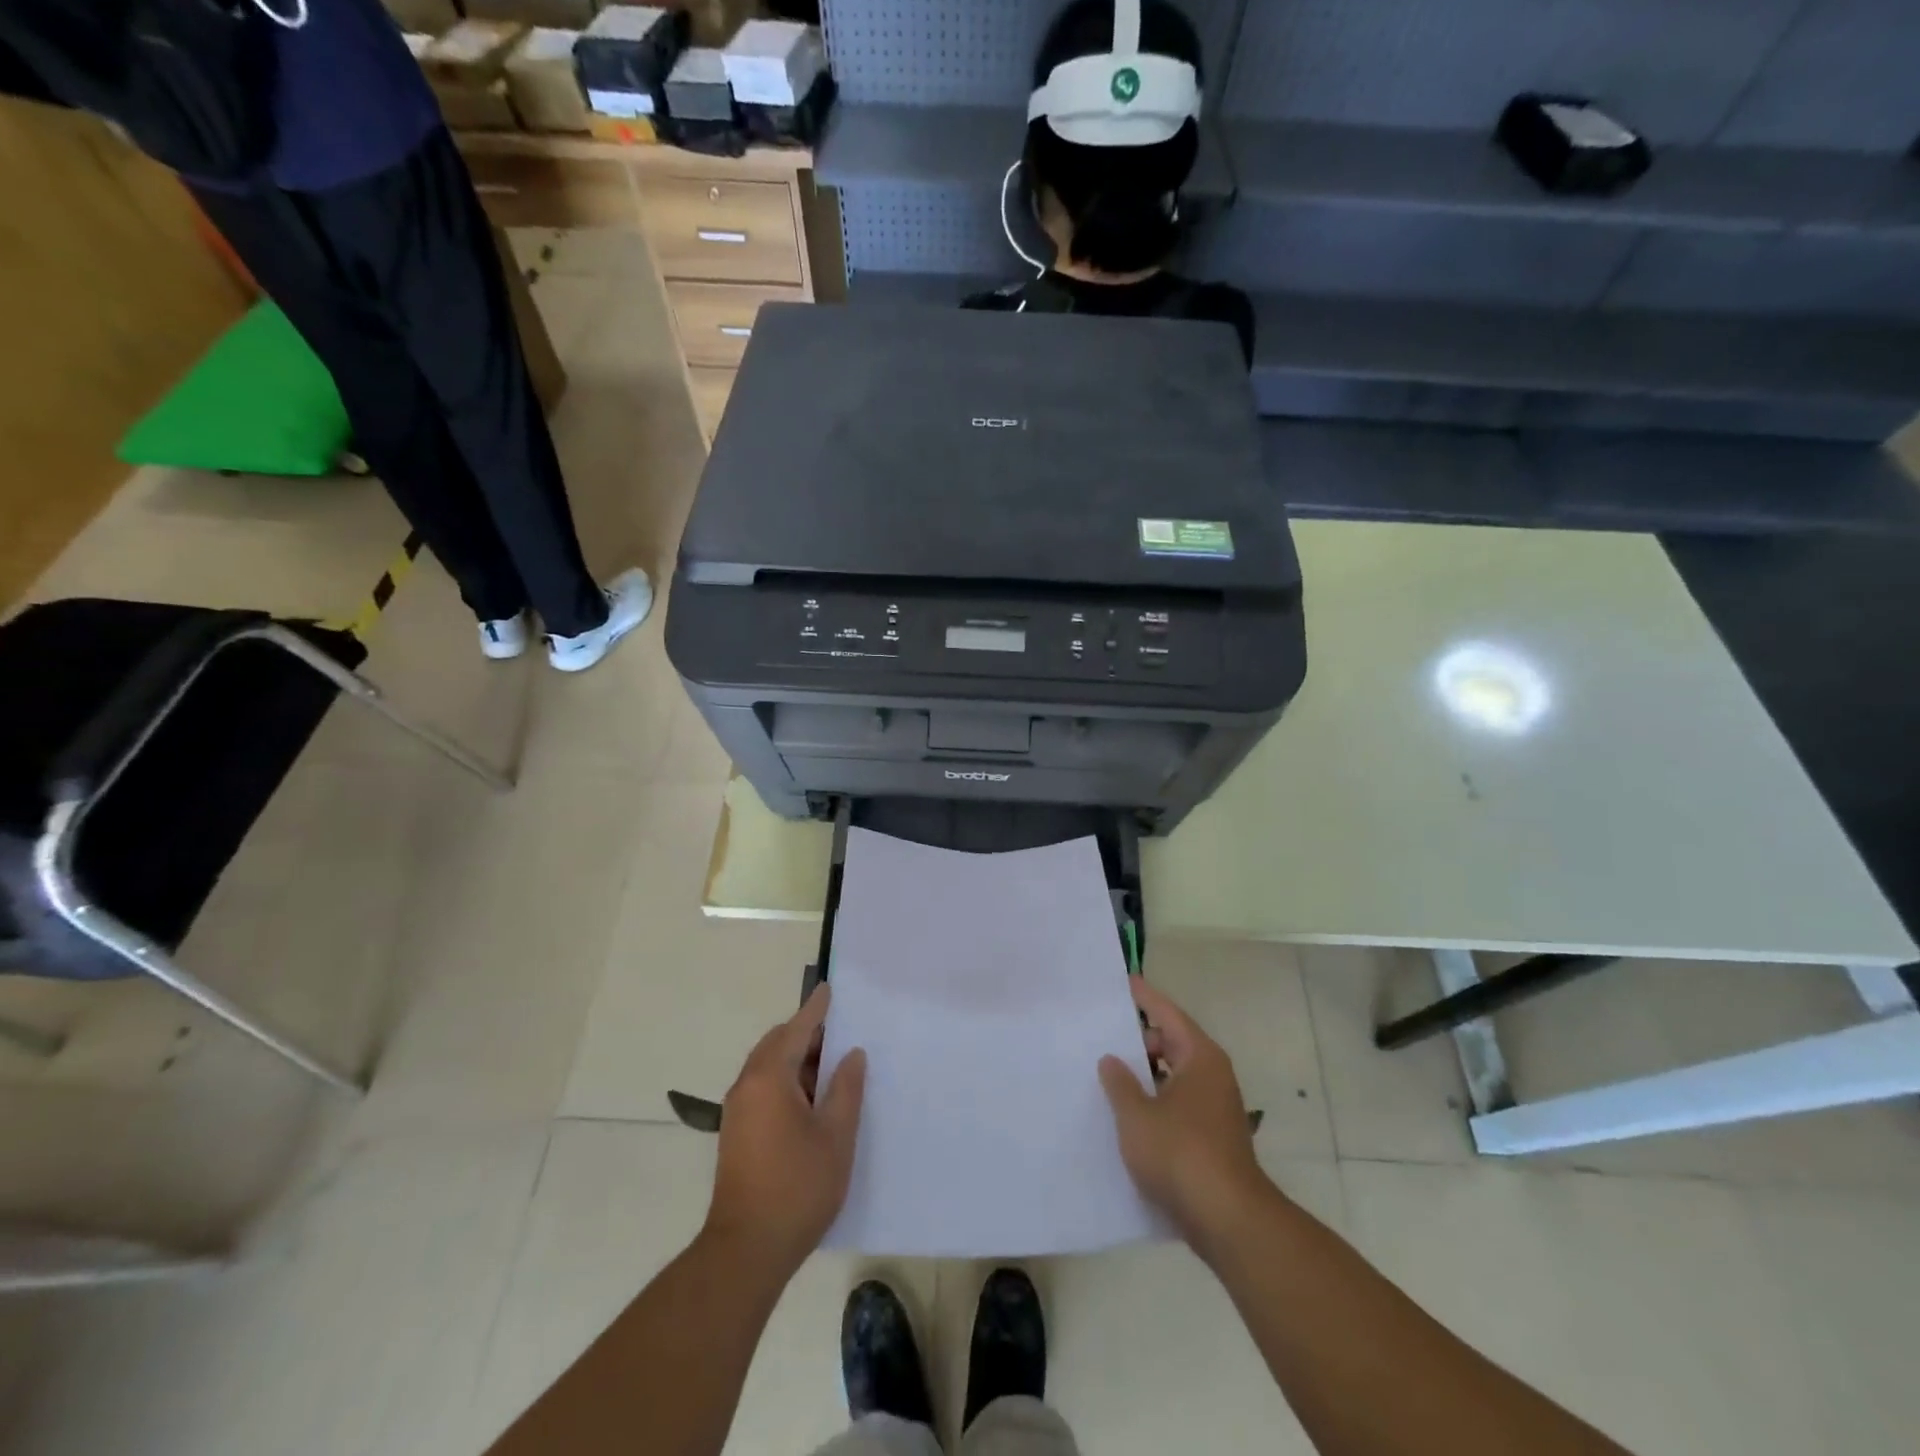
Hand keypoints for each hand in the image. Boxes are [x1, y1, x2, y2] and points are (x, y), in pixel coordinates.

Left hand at [705, 986, 866, 1275]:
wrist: (746, 1250)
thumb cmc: (797, 1187)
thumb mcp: (836, 1135)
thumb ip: (846, 1089)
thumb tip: (851, 1055)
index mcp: (769, 1078)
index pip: (796, 1030)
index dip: (816, 1010)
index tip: (829, 990)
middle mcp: (747, 1086)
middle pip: (777, 1045)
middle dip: (806, 1035)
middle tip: (840, 1033)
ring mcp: (737, 1111)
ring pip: (769, 1068)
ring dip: (797, 1061)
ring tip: (832, 1068)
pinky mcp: (736, 1134)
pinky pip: (763, 1088)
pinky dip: (786, 1081)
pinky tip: (811, 1100)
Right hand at [1099, 979, 1266, 1249]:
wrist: (1228, 1221)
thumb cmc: (1180, 1154)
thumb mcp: (1137, 1115)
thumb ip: (1120, 1083)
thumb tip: (1111, 1060)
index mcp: (1199, 1057)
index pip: (1167, 1014)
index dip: (1144, 997)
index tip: (1125, 981)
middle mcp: (1212, 1075)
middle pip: (1172, 1044)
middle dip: (1139, 1042)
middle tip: (1102, 1039)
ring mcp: (1216, 1108)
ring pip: (1174, 1077)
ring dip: (1145, 1076)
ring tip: (1108, 1077)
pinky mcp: (1213, 1138)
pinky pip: (1178, 1104)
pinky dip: (1155, 1102)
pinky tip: (1128, 1116)